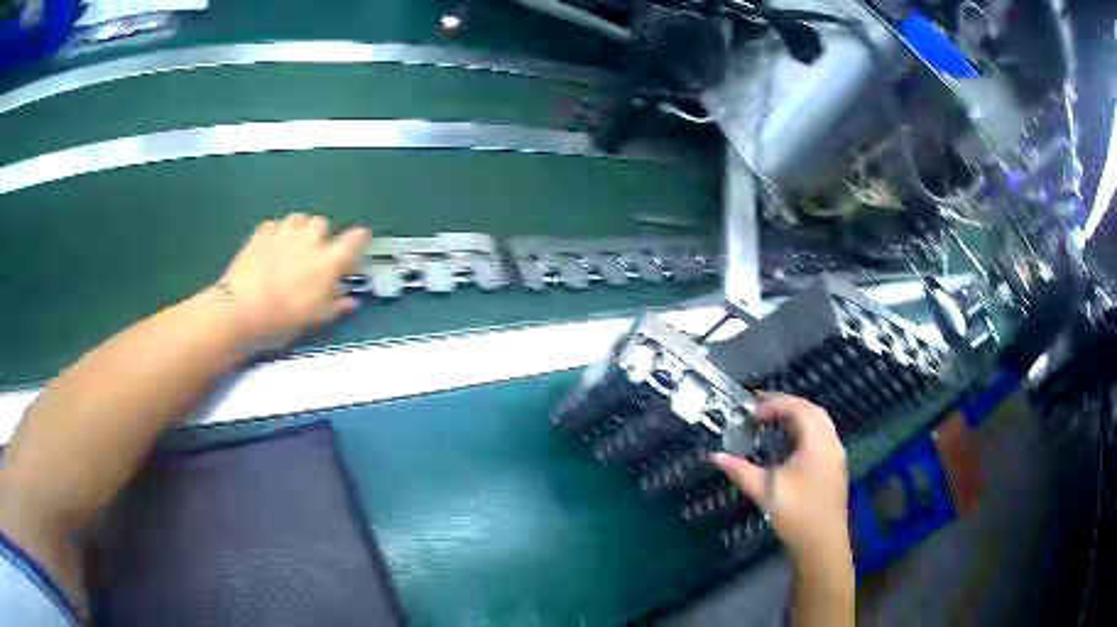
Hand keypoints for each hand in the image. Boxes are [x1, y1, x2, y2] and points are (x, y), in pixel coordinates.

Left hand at [218, 214, 369, 352]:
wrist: (241, 309)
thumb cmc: (283, 319)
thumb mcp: (315, 319)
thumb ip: (336, 306)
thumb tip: (351, 300)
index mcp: (329, 260)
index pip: (354, 239)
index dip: (359, 239)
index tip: (360, 242)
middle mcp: (309, 240)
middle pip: (322, 223)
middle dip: (322, 235)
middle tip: (317, 253)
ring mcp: (283, 234)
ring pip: (298, 218)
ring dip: (300, 228)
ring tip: (294, 244)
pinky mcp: (260, 235)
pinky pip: (273, 225)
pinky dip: (276, 232)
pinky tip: (272, 245)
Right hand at [712, 393, 849, 564]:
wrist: (822, 544)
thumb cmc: (796, 514)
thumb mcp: (765, 491)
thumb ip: (740, 470)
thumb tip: (716, 456)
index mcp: (817, 442)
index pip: (798, 409)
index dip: (774, 404)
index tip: (751, 412)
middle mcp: (831, 442)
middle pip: (812, 410)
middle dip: (786, 404)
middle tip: (760, 408)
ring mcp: (836, 455)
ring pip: (819, 423)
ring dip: (796, 417)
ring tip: (771, 422)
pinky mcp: (834, 467)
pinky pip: (821, 436)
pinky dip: (804, 431)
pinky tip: (788, 444)